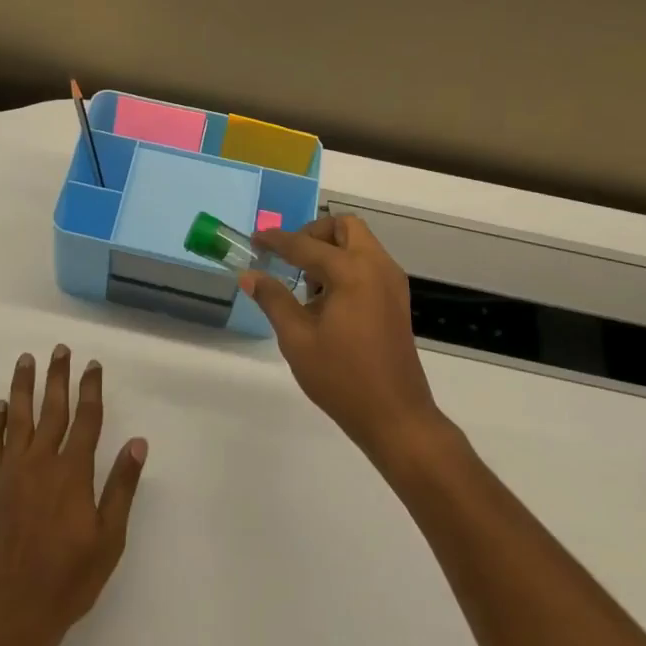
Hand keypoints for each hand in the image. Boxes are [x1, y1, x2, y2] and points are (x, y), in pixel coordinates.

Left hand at [0, 346, 147, 645]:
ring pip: (18, 417)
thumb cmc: (68, 582)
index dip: (90, 389)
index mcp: (73, 473)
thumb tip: (138, 443)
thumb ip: (121, 487)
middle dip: (57, 376)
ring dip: (23, 386)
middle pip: (51, 408)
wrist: (10, 617)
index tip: (92, 365)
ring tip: (26, 360)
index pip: (86, 419)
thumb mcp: (108, 540)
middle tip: (59, 349)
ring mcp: (10, 473)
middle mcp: (41, 463)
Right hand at [246, 215, 443, 463]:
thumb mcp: (297, 339)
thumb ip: (273, 299)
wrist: (396, 417)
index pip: (306, 245)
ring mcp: (392, 283)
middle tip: (291, 257)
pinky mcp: (396, 300)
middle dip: (314, 233)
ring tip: (307, 285)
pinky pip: (369, 263)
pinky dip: (346, 265)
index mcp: (352, 272)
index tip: (255, 239)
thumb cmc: (342, 378)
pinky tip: (327, 300)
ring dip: (331, 249)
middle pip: (344, 227)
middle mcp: (376, 267)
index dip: (276, 241)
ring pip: (360, 243)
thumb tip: (249, 275)